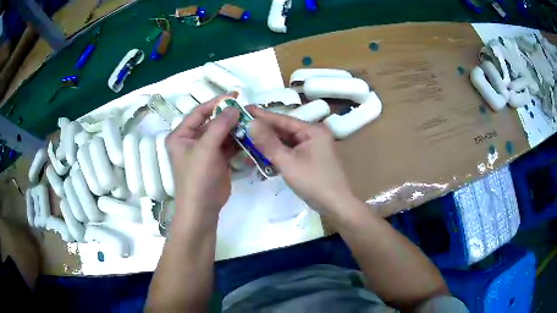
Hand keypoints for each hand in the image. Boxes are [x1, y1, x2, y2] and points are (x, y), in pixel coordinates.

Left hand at [166, 96, 239, 217]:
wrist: (202, 209)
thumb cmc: (197, 178)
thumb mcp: (205, 149)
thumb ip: (219, 126)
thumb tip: (233, 107)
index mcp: (181, 135)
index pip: (199, 113)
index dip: (216, 103)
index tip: (234, 96)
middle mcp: (192, 140)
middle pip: (212, 122)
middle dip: (228, 116)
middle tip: (247, 109)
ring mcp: (206, 150)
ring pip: (222, 133)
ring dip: (235, 128)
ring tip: (251, 121)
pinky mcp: (217, 160)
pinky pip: (228, 145)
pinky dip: (238, 141)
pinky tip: (250, 136)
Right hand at [246, 106, 353, 215]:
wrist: (336, 206)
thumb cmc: (314, 182)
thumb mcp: (287, 162)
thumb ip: (268, 142)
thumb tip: (250, 123)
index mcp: (313, 130)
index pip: (282, 119)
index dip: (262, 115)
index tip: (244, 109)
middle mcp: (314, 135)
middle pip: (284, 131)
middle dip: (263, 133)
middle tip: (241, 130)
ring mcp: (313, 148)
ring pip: (286, 143)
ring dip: (268, 147)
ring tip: (247, 147)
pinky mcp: (311, 160)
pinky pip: (291, 153)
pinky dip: (277, 156)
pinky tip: (262, 160)